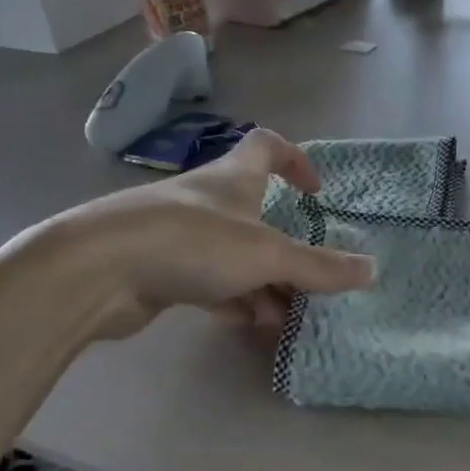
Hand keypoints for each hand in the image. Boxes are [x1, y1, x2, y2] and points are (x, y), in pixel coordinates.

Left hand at [45, 128, 373, 340]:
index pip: (268, 146)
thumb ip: (319, 266)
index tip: (316, 191)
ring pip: (233, 254)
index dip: (296, 160)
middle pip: (255, 212)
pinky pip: (208, 281)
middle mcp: (207, 199)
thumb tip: (372, 271)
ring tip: (288, 316)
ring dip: (263, 280)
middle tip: (310, 278)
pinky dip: (232, 299)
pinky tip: (249, 324)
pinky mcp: (158, 269)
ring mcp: (179, 234)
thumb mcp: (266, 253)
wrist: (97, 270)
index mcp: (233, 177)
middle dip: (285, 244)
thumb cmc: (191, 241)